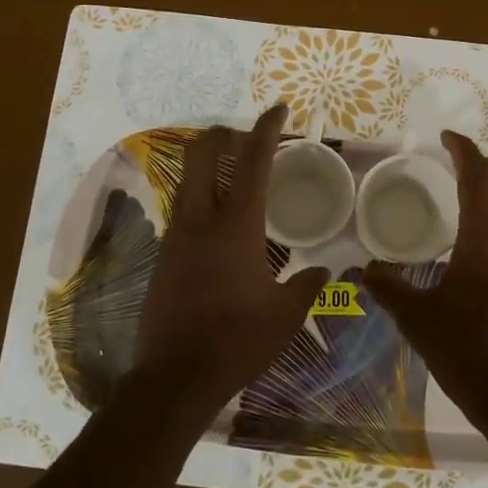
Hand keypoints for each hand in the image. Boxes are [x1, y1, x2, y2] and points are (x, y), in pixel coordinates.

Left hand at [131, 104, 330, 426]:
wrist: (173, 378)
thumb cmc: (236, 341)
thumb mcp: (285, 316)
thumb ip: (306, 285)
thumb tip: (324, 270)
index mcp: (236, 226)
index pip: (253, 162)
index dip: (266, 129)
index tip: (278, 109)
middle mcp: (200, 219)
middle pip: (202, 153)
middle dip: (224, 134)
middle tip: (249, 139)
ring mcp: (176, 235)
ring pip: (188, 179)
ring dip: (210, 165)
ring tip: (238, 176)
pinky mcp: (163, 255)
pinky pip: (183, 209)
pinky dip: (202, 197)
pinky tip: (221, 222)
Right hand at [362, 131, 487, 429]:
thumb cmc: (468, 355)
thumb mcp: (419, 321)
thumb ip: (389, 289)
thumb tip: (364, 271)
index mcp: (486, 241)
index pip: (478, 177)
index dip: (463, 150)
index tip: (447, 137)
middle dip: (484, 167)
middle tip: (458, 166)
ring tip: (474, 201)